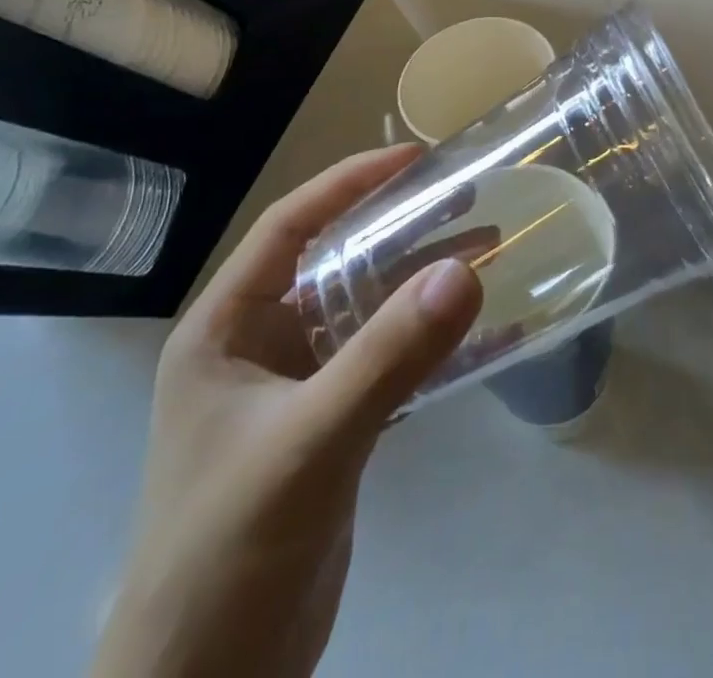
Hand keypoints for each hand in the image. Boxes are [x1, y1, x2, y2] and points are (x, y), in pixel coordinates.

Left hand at [91, 145, 483, 677]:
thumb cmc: (228, 553)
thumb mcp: (310, 442)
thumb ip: (388, 356)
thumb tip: (465, 270)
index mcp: (225, 330)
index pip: (289, 227)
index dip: (348, 184)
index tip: (413, 159)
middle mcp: (257, 347)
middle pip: (335, 262)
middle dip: (399, 228)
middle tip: (467, 199)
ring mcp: (295, 390)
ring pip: (365, 311)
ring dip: (421, 282)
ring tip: (487, 250)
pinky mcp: (329, 429)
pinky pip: (385, 362)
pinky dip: (429, 343)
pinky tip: (483, 335)